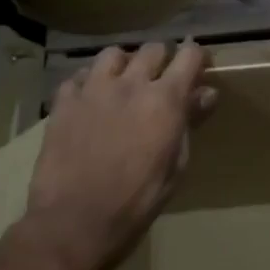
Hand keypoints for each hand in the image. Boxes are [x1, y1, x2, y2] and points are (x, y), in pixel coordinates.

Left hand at [16, 41, 217, 269]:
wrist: (76, 220)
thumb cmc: (137, 200)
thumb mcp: (176, 165)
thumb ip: (189, 123)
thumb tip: (206, 94)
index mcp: (165, 99)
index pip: (189, 56)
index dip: (198, 57)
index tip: (201, 67)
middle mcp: (131, 84)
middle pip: (153, 49)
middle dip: (163, 59)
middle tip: (163, 79)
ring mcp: (93, 90)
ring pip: (113, 54)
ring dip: (124, 64)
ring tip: (124, 82)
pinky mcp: (63, 103)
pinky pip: (77, 76)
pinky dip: (88, 81)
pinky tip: (91, 99)